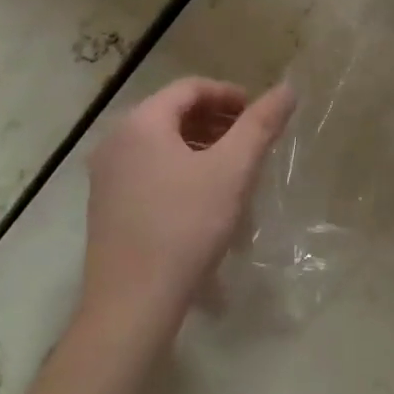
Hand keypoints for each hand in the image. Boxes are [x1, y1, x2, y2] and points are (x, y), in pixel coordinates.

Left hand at [80, 77, 294, 339]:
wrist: (131, 305)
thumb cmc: (186, 226)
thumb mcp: (233, 170)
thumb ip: (260, 124)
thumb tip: (287, 88)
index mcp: (141, 122)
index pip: (190, 87)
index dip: (229, 94)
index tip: (259, 114)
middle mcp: (116, 140)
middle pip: (173, 113)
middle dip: (217, 121)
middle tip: (251, 140)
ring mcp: (106, 176)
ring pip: (161, 144)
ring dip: (201, 147)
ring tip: (233, 170)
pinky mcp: (107, 207)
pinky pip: (149, 170)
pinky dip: (181, 170)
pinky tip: (205, 200)